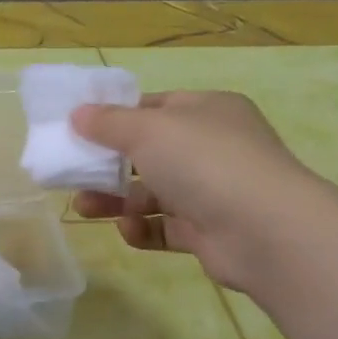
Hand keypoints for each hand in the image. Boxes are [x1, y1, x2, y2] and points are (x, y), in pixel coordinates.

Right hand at [69, 91, 331, 290]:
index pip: (154, 107)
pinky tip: (128, 230)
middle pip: (148, 152)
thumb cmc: (203, 161)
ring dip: (116, 199)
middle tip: (72, 173)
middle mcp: (212, 147)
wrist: (265, 230)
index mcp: (206, 111)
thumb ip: (108, 123)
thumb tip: (77, 114)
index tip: (79, 129)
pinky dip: (143, 229)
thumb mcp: (147, 130)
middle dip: (108, 164)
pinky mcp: (208, 231)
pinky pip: (166, 227)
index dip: (115, 117)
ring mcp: (213, 191)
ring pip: (152, 193)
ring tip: (83, 207)